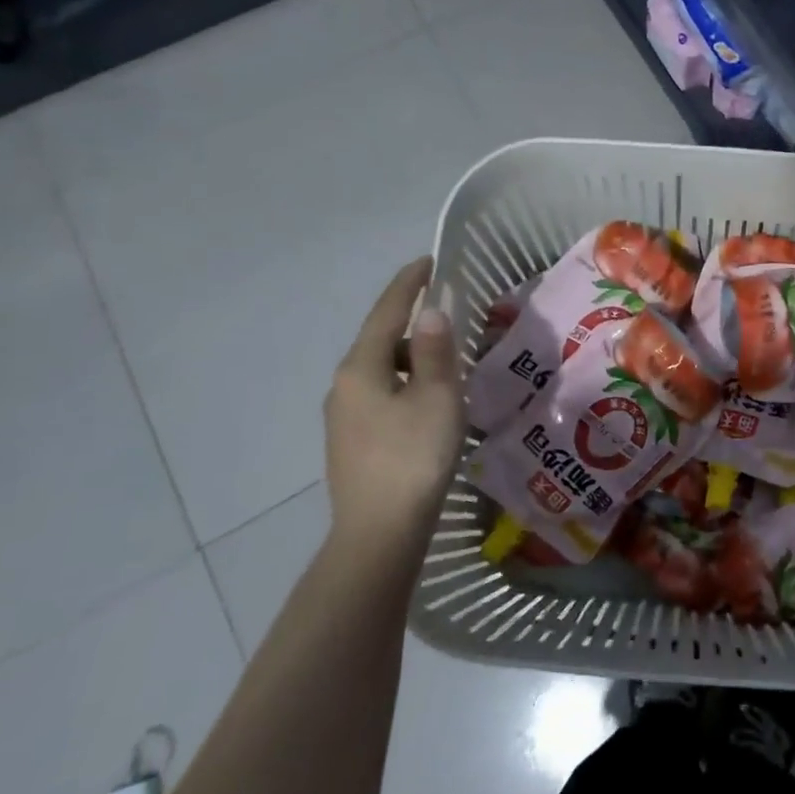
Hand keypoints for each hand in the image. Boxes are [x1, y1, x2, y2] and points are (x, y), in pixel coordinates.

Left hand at [324, 258, 463, 559]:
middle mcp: (344, 385)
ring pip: (381, 371)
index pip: (387, 312)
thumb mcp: (438, 398)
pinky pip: (380, 395)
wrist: (379, 534)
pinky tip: (428, 404)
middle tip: (451, 317)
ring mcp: (343, 416)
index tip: (429, 260)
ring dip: (411, 359)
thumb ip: (436, 351)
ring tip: (448, 364)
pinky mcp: (351, 442)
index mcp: (362, 368)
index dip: (409, 283)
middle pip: (380, 340)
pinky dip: (405, 385)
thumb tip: (432, 311)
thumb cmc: (414, 457)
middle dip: (413, 323)